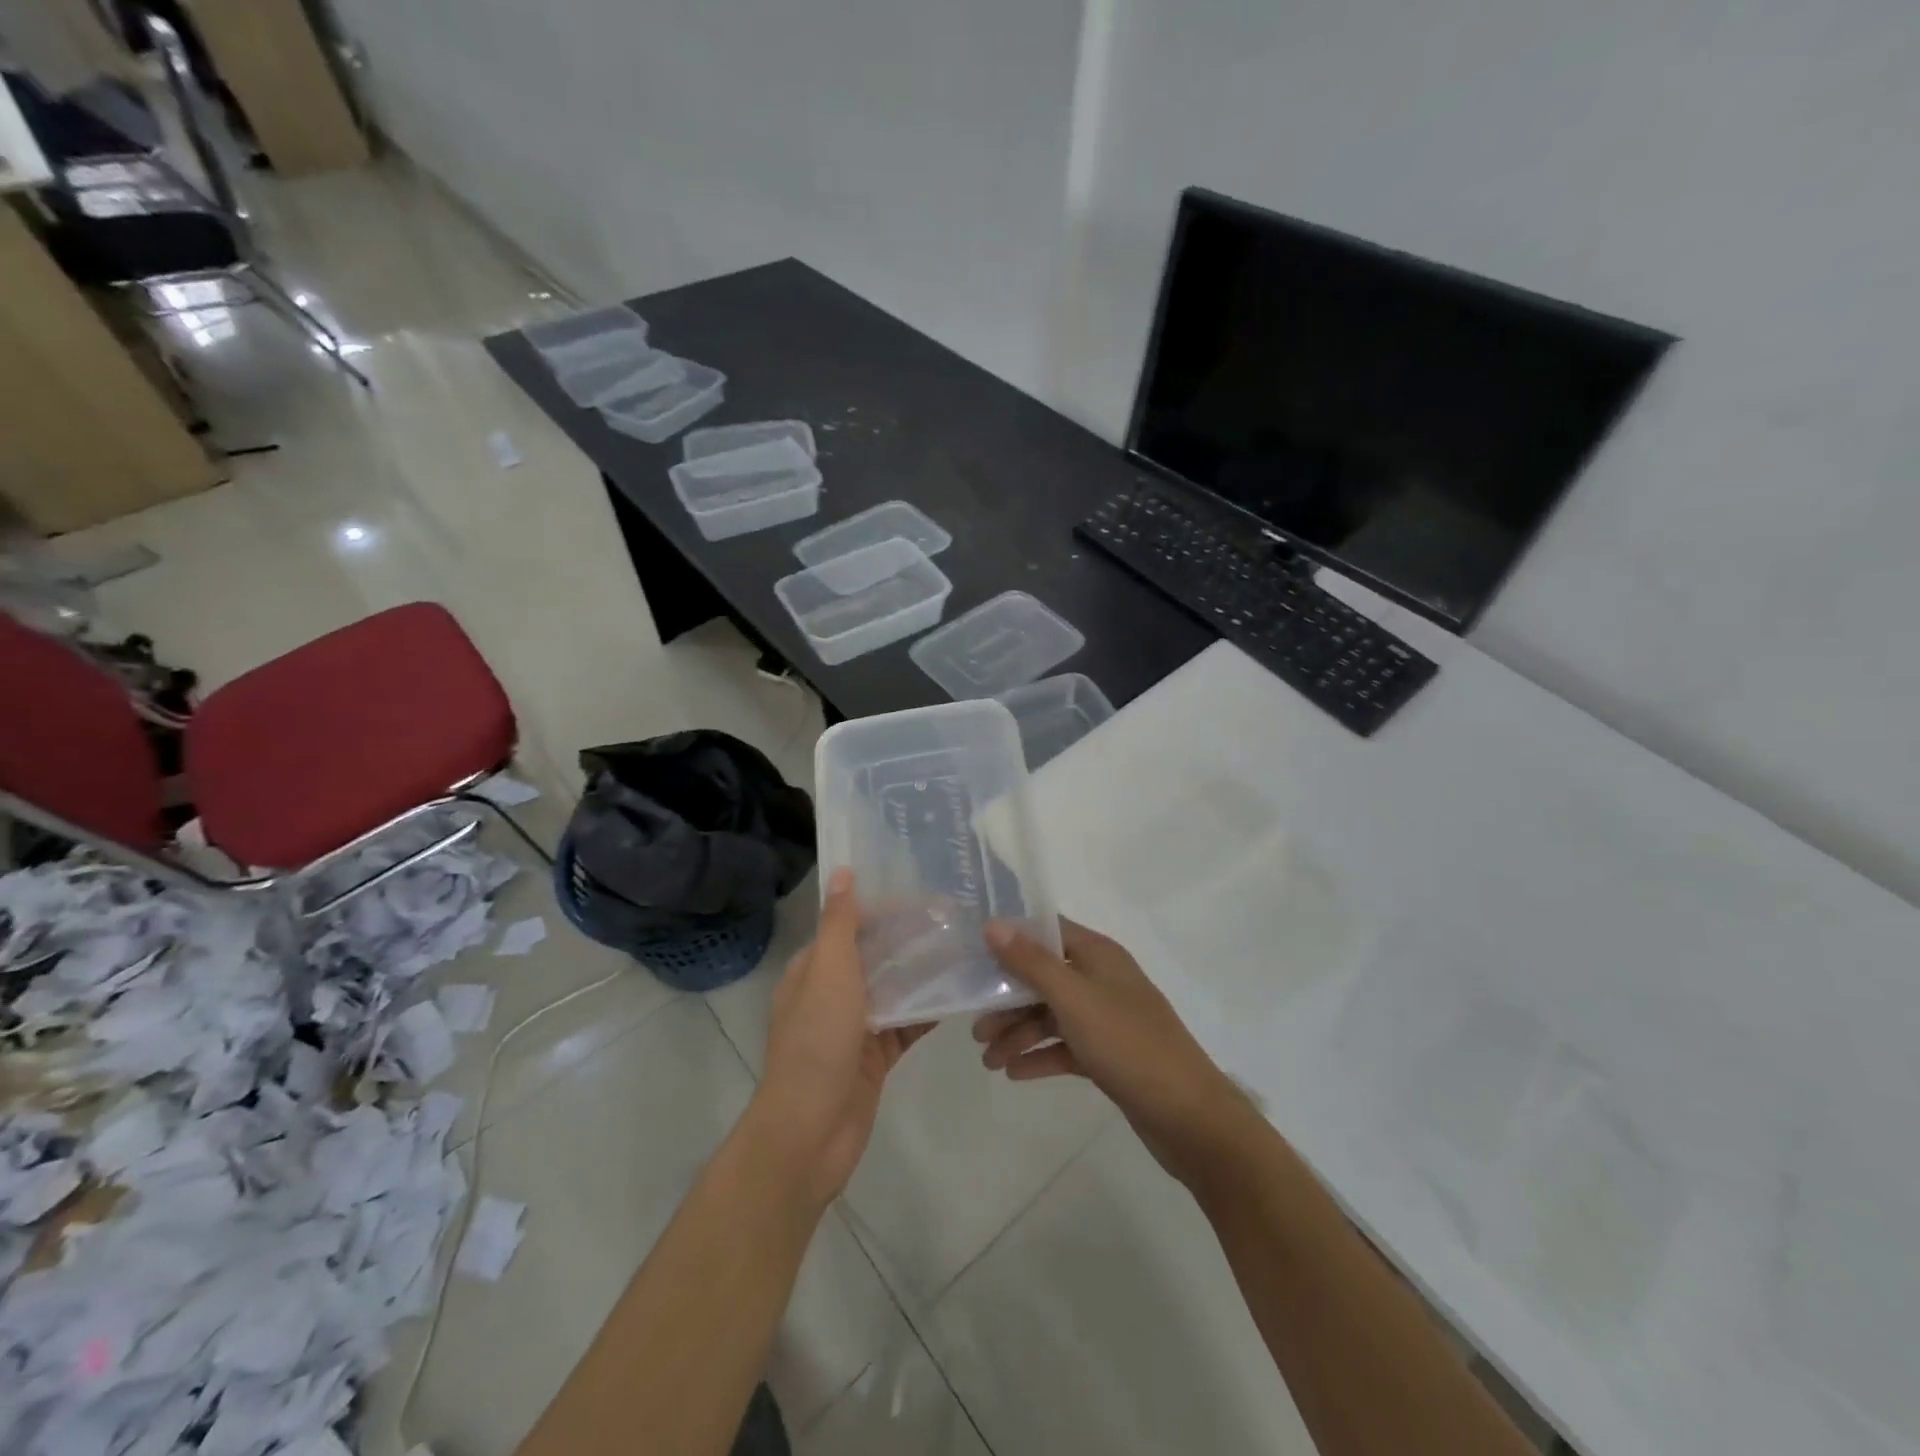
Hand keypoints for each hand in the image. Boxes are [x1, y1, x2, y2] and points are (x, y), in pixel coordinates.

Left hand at [756, 869, 932, 1207]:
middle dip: (910, 940)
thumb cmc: (817, 1042)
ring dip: (923, 974)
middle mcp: (831, 995)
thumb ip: (839, 923)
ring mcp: (854, 1029)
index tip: (926, 898)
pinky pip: (905, 1026)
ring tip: (966, 951)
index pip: (850, 927)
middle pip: (875, 958)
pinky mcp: (874, 1058)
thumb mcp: (828, 972)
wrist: (810, 1132)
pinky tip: (960, 995)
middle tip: (957, 921)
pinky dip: (928, 1012)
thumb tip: (842, 872)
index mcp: (812, 971)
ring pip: (894, 991)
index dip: (885, 911)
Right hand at [974, 918, 1255, 1184]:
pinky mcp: (1109, 1055)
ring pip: (1052, 1016)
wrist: (1189, 1117)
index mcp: (1098, 955)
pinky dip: (1040, 1056)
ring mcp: (1107, 1019)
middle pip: (1044, 978)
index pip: (1047, 931)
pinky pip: (1065, 1047)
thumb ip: (1031, 962)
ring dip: (1019, 1033)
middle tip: (975, 1028)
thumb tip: (993, 924)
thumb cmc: (1128, 1044)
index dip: (1011, 939)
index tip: (973, 954)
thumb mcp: (1074, 999)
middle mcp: (1102, 980)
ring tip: (987, 1060)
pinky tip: (1014, 1073)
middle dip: (1008, 1000)